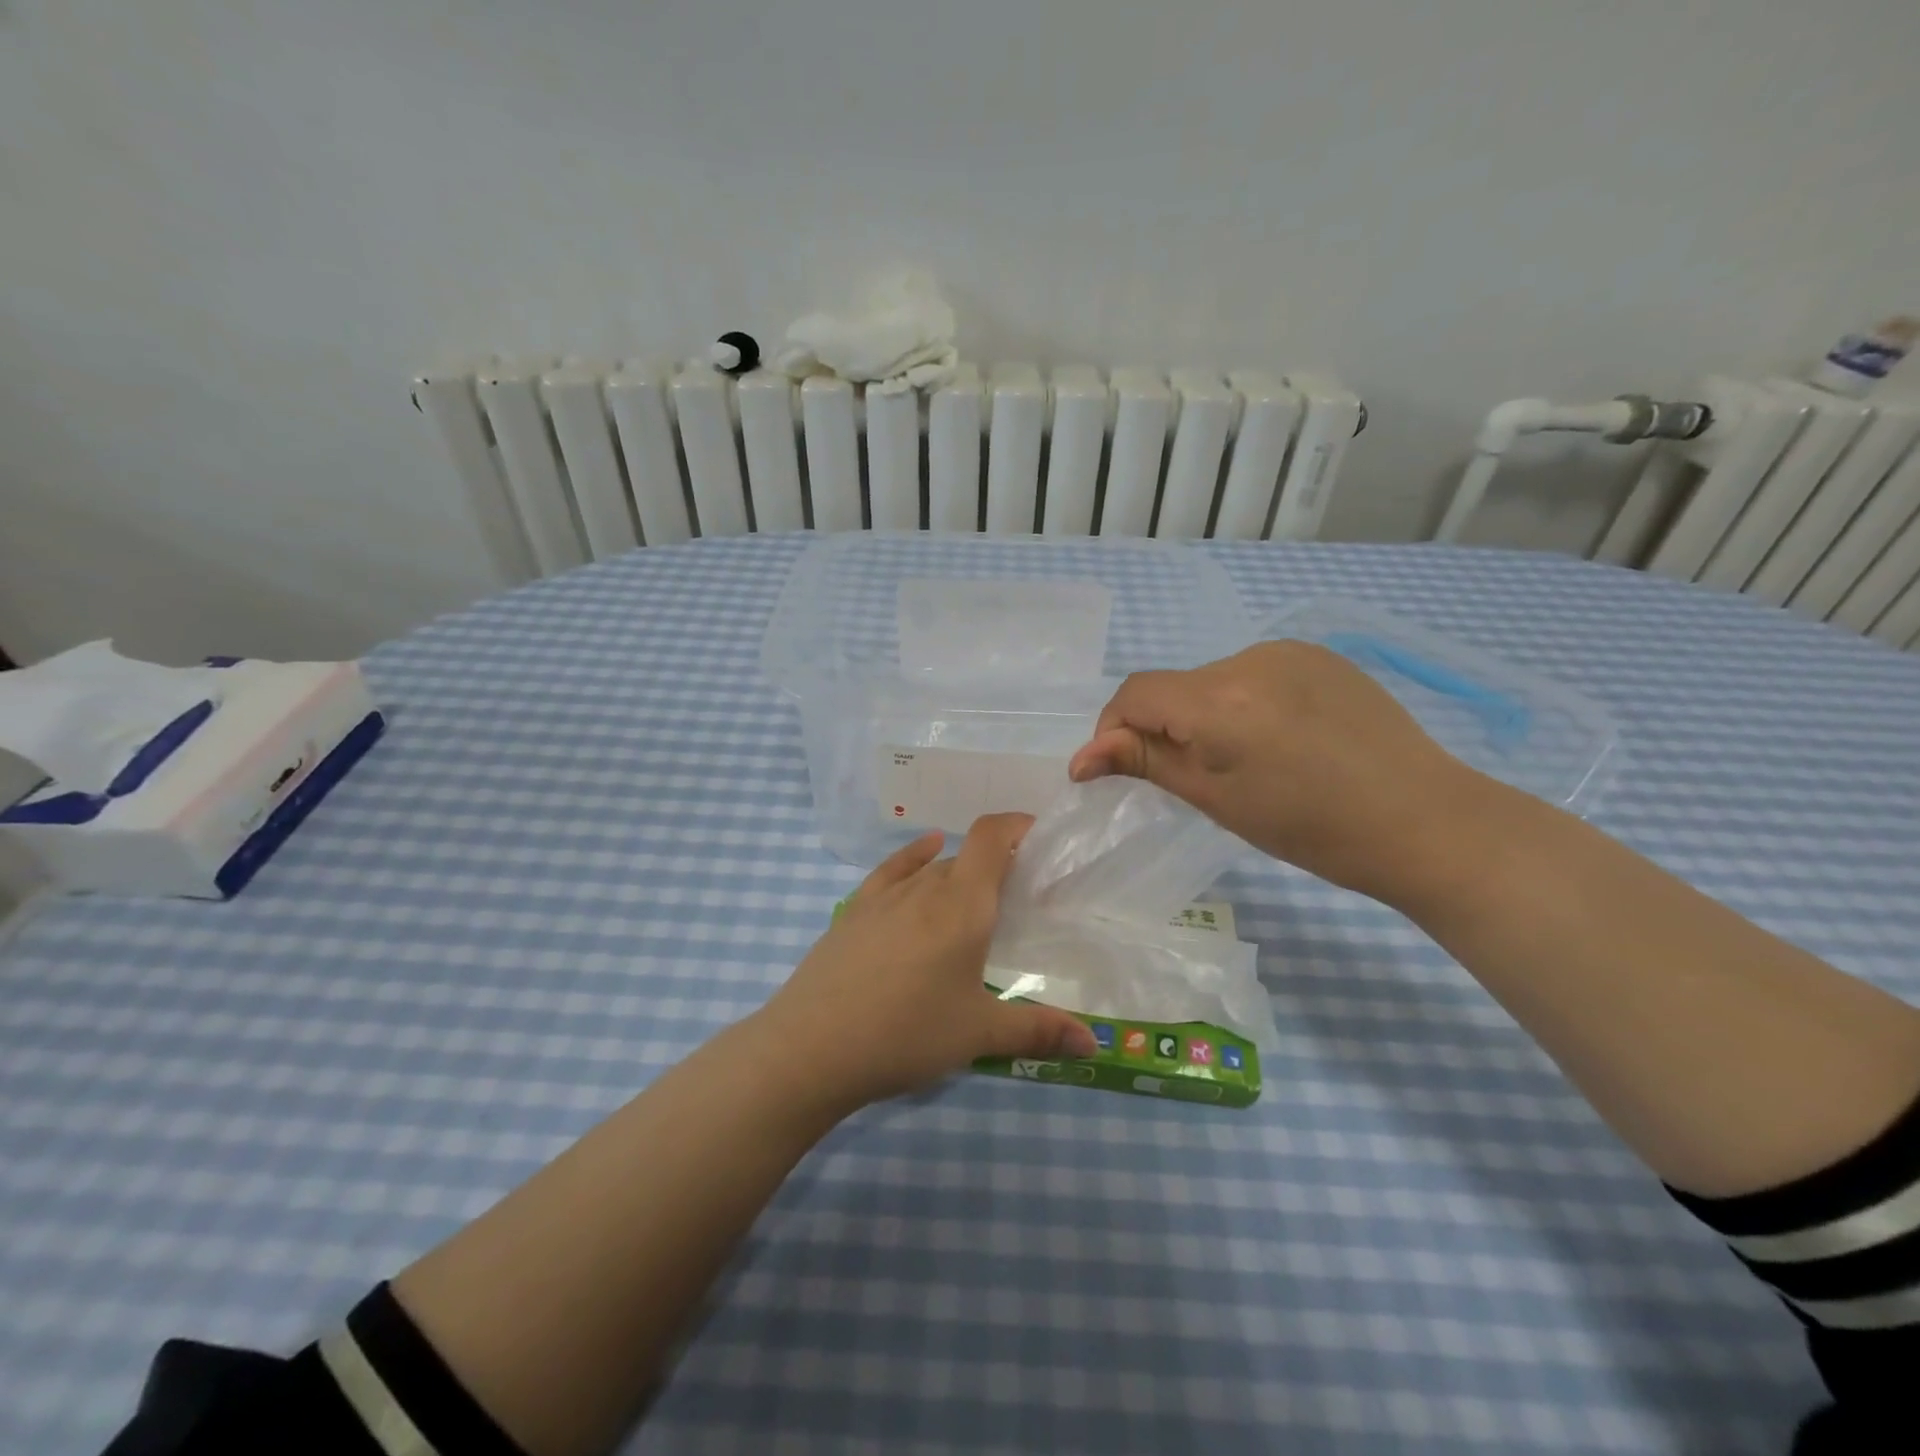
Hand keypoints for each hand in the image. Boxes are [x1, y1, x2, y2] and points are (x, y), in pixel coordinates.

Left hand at [755, 814, 1097, 1109]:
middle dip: (997, 866)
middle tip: (1020, 899)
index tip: (1041, 836)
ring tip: (976, 899)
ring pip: (933, 868)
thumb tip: (1095, 1043)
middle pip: (968, 858)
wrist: (811, 1048)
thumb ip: (1039, 1031)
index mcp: (963, 905)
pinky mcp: (854, 910)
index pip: (992, 837)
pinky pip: (892, 871)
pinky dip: (914, 856)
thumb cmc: (906, 1034)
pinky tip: (924, 853)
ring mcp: (884, 896)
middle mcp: (926, 887)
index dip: (1017, 825)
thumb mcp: (979, 1035)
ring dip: (959, 873)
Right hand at [1067, 640, 1480, 900]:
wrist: (1425, 822)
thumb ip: (1145, 763)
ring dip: (1205, 715)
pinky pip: (1255, 675)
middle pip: (1175, 688)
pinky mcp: (1320, 657)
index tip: (1120, 770)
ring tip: (1246, 761)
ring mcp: (1289, 653)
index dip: (1113, 730)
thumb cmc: (1311, 828)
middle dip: (1165, 728)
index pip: (1135, 694)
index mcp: (1220, 700)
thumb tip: (1082, 758)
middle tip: (1195, 779)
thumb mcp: (1216, 799)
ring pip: (1213, 682)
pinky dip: (1244, 704)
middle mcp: (1249, 659)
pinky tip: (1280, 740)